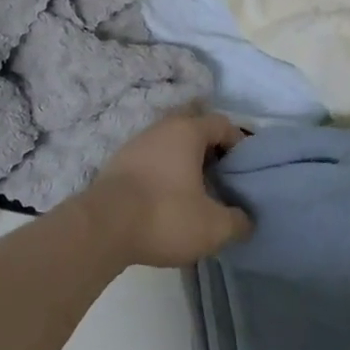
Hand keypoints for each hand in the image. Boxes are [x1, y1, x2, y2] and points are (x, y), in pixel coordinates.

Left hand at [81, 111, 252, 268]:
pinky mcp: (120, 161)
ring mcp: (138, 141)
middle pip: (194, 124)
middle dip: (209, 144)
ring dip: (185, 157)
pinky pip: (152, 156)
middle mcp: (163, 126)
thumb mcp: (213, 227)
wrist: (102, 226)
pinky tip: (167, 195)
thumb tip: (246, 220)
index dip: (238, 143)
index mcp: (188, 130)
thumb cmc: (164, 216)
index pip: (222, 123)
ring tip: (196, 188)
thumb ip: (238, 221)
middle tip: (220, 173)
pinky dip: (164, 168)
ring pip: (170, 140)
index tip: (244, 170)